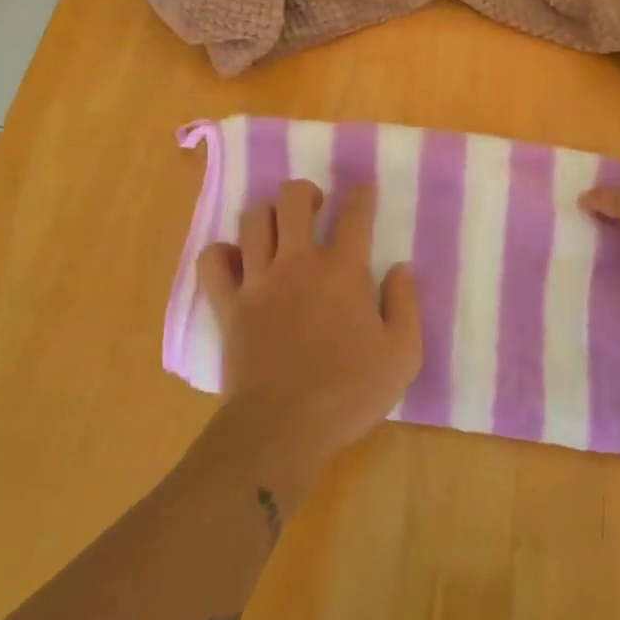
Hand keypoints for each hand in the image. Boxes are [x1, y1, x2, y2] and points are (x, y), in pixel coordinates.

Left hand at [198, 181, 421, 476]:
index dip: (362, 196)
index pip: (355, 215)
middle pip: (293, 199)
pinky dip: (222, 254)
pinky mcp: (228, 305)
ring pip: (254, 220)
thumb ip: (406, 305)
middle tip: (316, 208)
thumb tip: (401, 269)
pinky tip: (237, 261)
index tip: (364, 191)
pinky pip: (213, 261)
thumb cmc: (348, 393)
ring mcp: (258, 281)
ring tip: (279, 231)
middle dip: (306, 193)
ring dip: (268, 216)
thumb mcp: (402, 355)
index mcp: (344, 271)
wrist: (282, 428)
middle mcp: (299, 263)